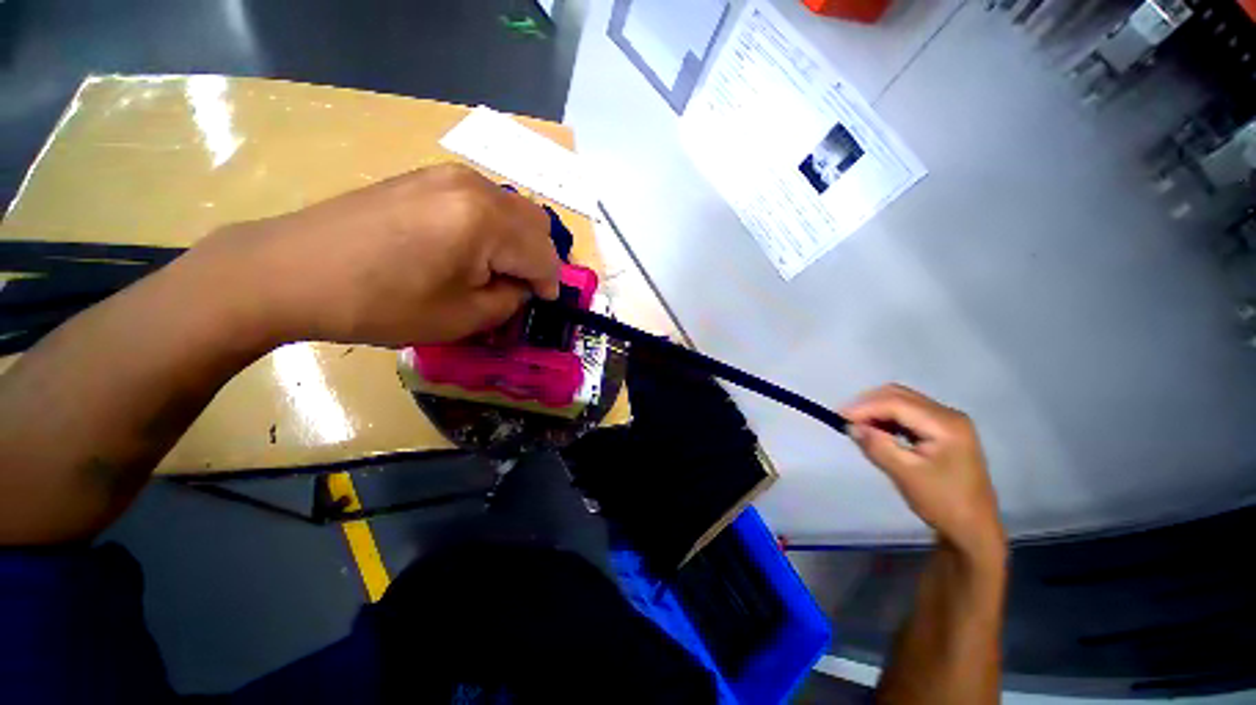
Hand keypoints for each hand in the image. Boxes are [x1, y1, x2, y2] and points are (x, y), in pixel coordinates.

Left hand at [188, 164, 560, 346]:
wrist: (291, 271)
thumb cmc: (381, 303)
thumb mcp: (462, 318)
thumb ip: (509, 300)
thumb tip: (520, 286)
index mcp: (487, 222)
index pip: (544, 256)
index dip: (550, 285)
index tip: (543, 305)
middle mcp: (476, 187)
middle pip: (536, 224)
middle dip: (539, 259)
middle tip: (522, 287)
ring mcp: (449, 175)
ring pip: (513, 208)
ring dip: (518, 242)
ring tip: (497, 270)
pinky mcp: (427, 177)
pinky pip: (484, 201)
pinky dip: (494, 227)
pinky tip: (470, 249)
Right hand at [842, 384, 1004, 564]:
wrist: (973, 528)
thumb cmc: (942, 502)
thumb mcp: (905, 475)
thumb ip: (877, 446)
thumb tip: (850, 426)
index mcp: (945, 424)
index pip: (896, 403)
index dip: (865, 407)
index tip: (838, 417)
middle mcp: (948, 415)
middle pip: (899, 395)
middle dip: (868, 404)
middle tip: (845, 420)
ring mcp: (947, 421)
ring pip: (902, 401)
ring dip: (876, 410)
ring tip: (857, 425)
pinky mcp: (942, 430)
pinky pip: (908, 413)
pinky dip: (887, 417)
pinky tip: (876, 430)